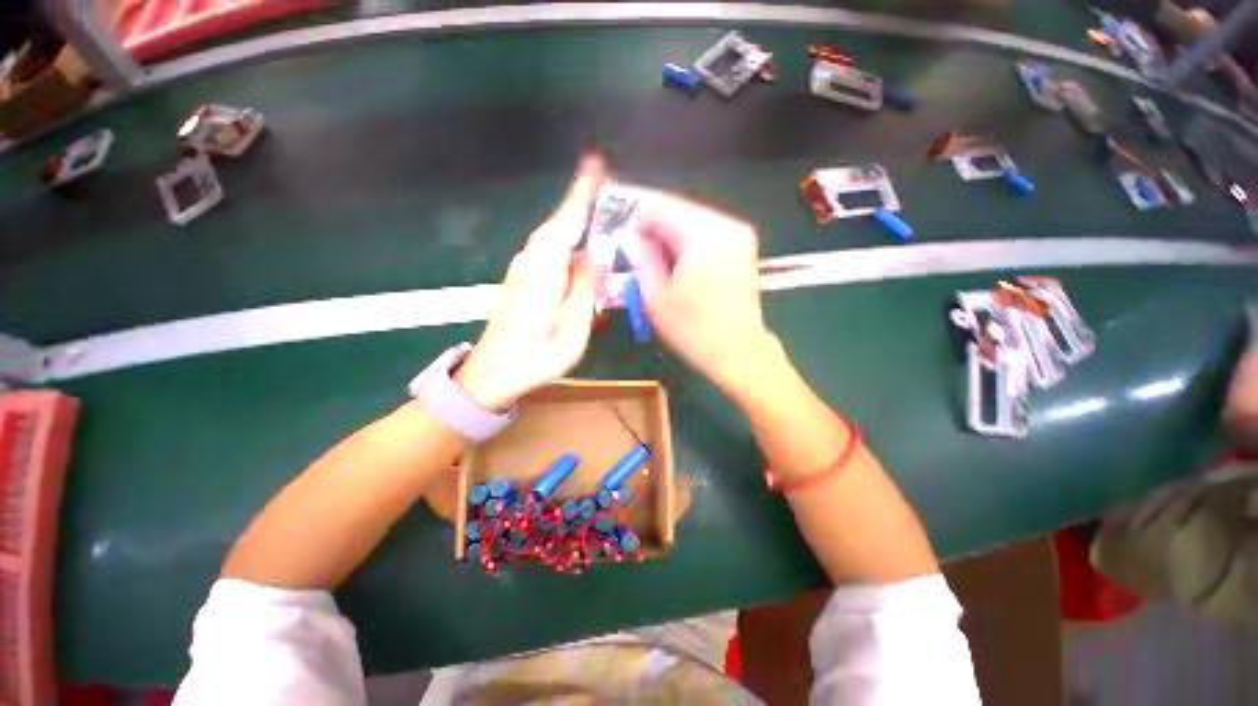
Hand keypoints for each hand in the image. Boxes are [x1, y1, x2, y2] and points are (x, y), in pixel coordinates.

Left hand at [456, 157, 605, 408]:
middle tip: (609, 195)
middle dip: (582, 207)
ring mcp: (524, 271)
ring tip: (602, 223)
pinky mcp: (523, 283)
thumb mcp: (573, 326)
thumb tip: (597, 256)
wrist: (495, 375)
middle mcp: (530, 262)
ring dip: (577, 227)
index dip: (582, 193)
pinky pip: (550, 255)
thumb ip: (586, 287)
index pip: (566, 221)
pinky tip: (583, 257)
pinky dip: (568, 247)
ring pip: (555, 240)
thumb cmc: (537, 356)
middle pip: (559, 226)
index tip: (595, 164)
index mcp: (544, 269)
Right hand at [635, 192, 781, 394]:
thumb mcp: (656, 298)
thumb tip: (633, 237)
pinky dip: (688, 240)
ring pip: (693, 217)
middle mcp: (725, 225)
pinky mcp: (744, 245)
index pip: (661, 206)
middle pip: (679, 207)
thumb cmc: (694, 330)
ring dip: (671, 232)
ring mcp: (739, 234)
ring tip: (655, 257)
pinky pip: (708, 230)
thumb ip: (642, 259)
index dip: (636, 216)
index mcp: (702, 235)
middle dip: (654, 224)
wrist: (739, 351)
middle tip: (636, 246)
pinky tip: (678, 261)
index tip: (623, 234)